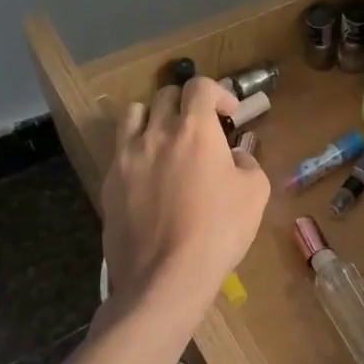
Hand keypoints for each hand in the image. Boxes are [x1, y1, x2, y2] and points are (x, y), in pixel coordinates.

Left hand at [100, 78, 268, 317]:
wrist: (166, 276)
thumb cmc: (219, 230)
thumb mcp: (255, 193)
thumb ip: (248, 163)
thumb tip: (235, 156)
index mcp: (194, 130)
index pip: (200, 86)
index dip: (218, 93)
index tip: (229, 114)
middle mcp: (156, 133)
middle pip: (165, 95)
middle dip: (187, 104)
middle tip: (201, 128)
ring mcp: (126, 157)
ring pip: (133, 114)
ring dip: (152, 118)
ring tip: (165, 139)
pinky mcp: (109, 183)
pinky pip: (120, 150)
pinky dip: (136, 151)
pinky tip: (149, 176)